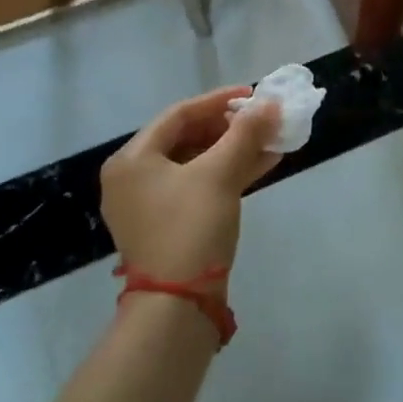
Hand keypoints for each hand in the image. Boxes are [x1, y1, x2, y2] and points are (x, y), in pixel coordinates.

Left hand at [101, 87, 282, 283]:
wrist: (177, 307)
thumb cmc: (191, 228)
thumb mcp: (220, 174)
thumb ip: (245, 134)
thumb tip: (270, 103)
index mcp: (132, 159)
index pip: (179, 114)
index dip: (219, 101)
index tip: (252, 94)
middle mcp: (132, 177)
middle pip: (186, 137)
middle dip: (229, 128)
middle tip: (261, 120)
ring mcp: (148, 204)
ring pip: (195, 163)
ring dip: (233, 150)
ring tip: (270, 141)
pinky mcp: (166, 225)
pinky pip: (197, 186)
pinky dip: (226, 174)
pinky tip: (261, 166)